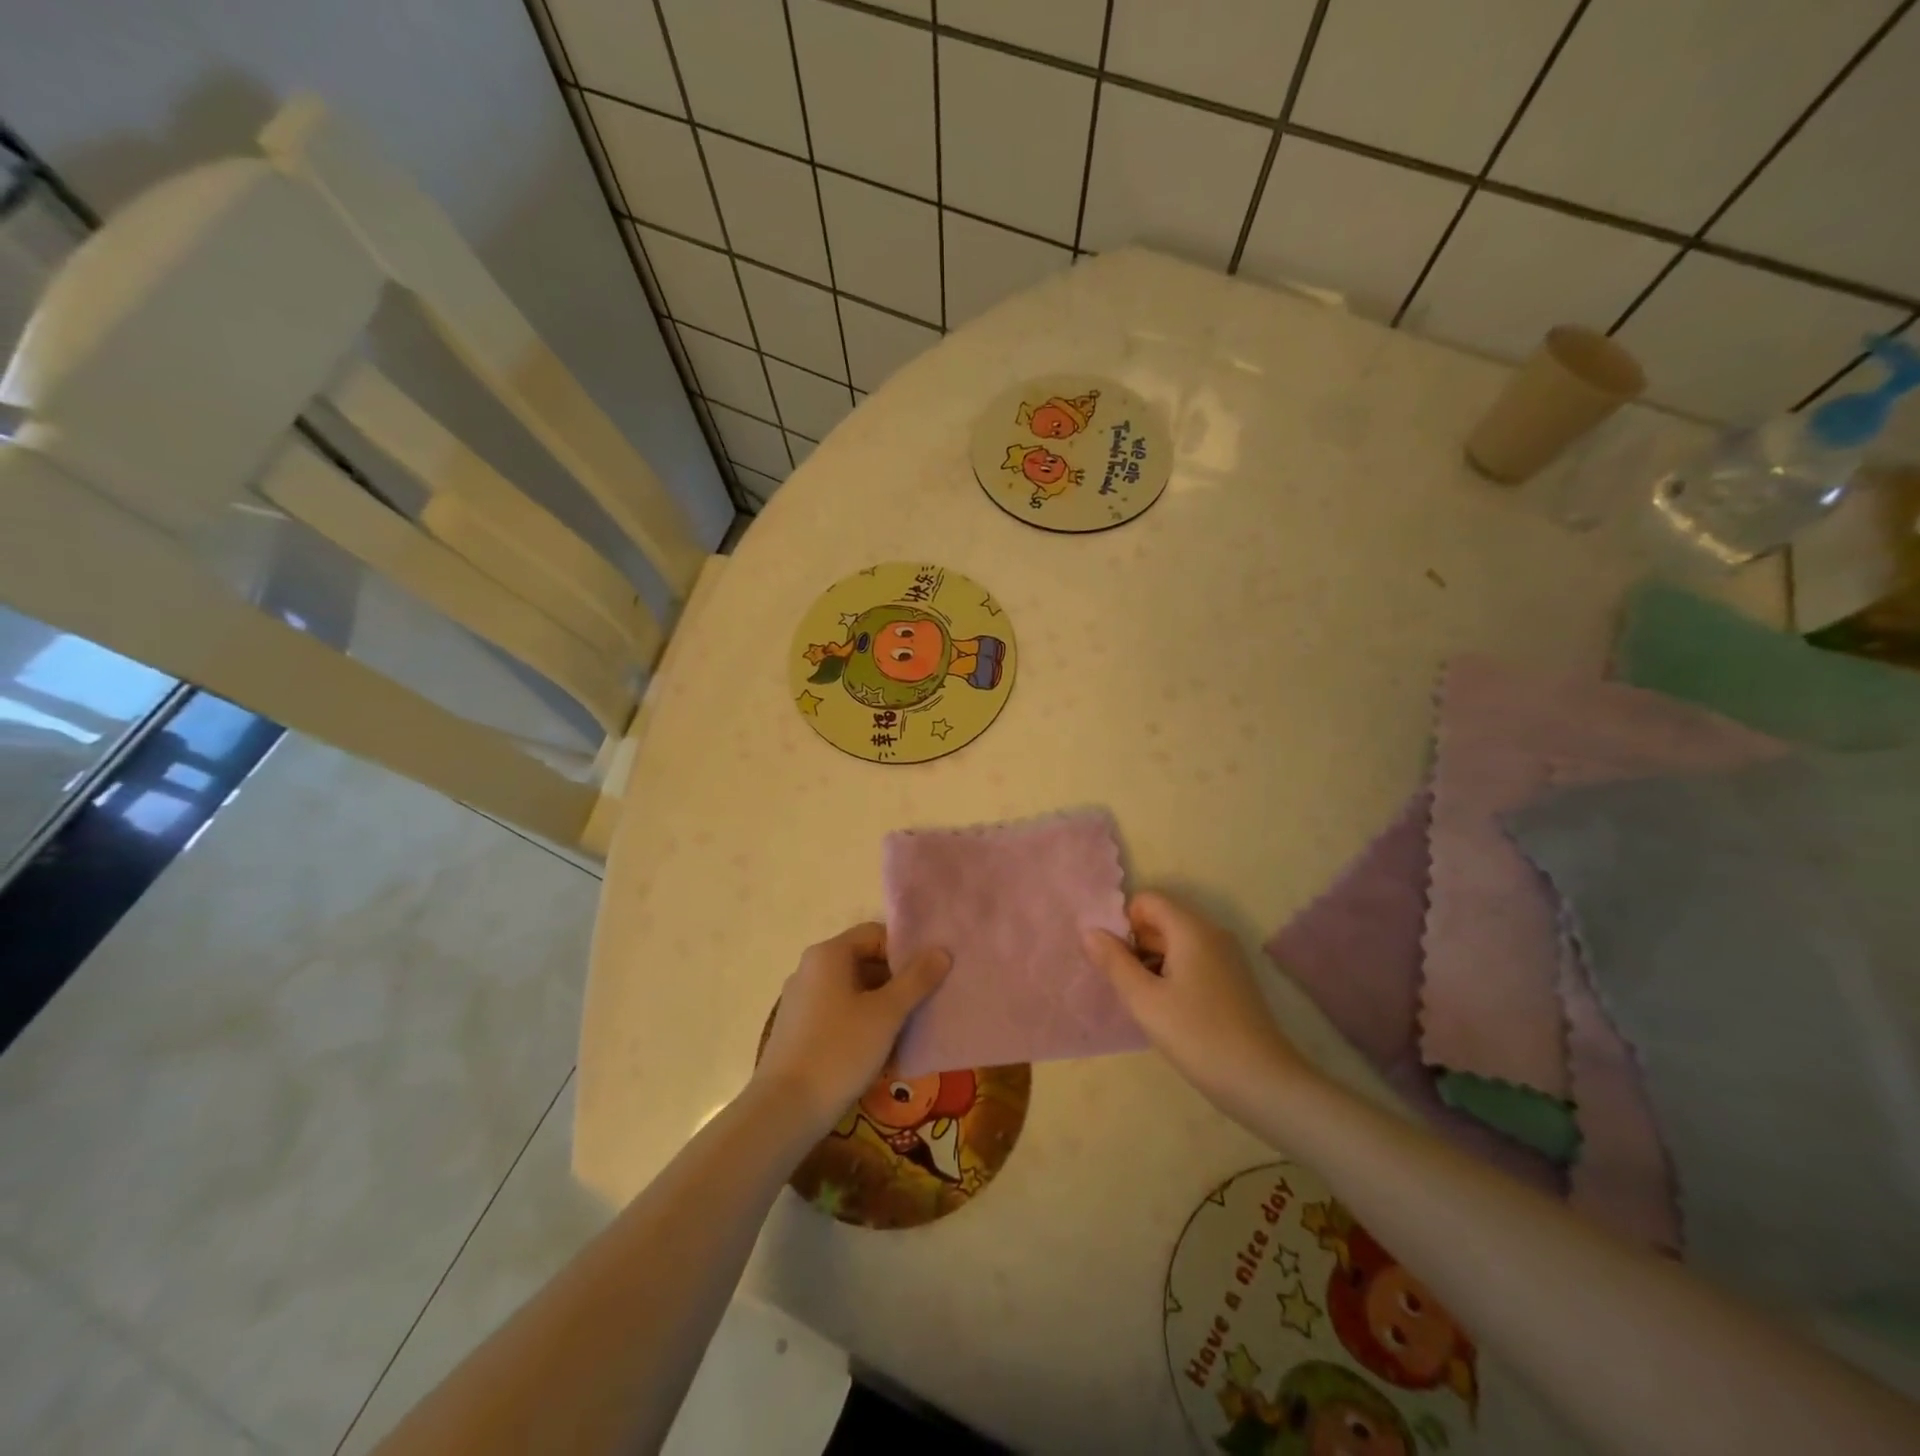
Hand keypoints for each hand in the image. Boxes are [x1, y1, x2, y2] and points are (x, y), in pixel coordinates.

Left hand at [754, 923, 950, 1131]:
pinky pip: (837, 1013)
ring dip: (881, 1005)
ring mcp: (800, 1000)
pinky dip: (860, 1022)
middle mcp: (810, 969)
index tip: (928, 976)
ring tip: (906, 1030)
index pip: (875, 934)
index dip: (904, 950)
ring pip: (852, 990)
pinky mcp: (797, 1029)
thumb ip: (916, 980)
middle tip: (923, 1003)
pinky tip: (878, 1050)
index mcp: (828, 954)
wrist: (784, 1111)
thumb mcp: (886, 1014)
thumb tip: (941, 951)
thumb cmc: (839, 1051)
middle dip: (896, 980)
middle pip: (863, 960)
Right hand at [1083, 891, 1312, 1122]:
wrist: (1262, 1082)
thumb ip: (1114, 962)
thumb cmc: (1197, 1035)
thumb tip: (1090, 931)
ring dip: (1152, 962)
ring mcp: (1226, 957)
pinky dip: (1172, 975)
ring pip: (1176, 943)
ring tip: (1141, 1001)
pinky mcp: (1233, 981)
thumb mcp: (1145, 1000)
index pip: (1147, 900)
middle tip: (1121, 984)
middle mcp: (1212, 933)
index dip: (1123, 922)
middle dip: (1135, 944)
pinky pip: (1192, 961)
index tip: (1112, 959)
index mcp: (1191, 929)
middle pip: (1162, 920)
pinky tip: (1166, 1010)